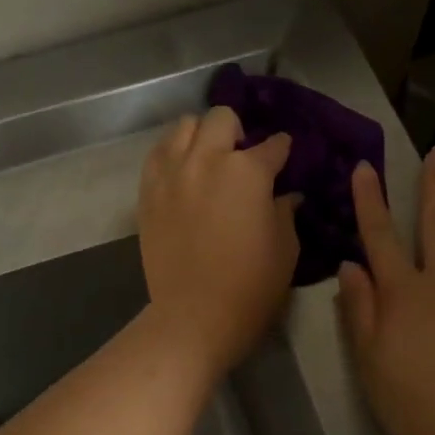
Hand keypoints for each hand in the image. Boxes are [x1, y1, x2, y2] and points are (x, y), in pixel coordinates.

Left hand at [138, 108, 299, 381]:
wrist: (193, 316)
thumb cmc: (250, 286)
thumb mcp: (285, 248)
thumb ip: (285, 211)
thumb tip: (286, 195)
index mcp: (247, 171)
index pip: (273, 145)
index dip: (283, 149)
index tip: (284, 155)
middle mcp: (207, 160)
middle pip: (222, 118)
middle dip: (238, 130)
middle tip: (242, 155)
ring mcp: (172, 173)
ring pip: (184, 126)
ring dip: (201, 135)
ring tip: (208, 157)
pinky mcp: (148, 191)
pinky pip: (157, 153)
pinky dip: (172, 153)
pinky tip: (182, 171)